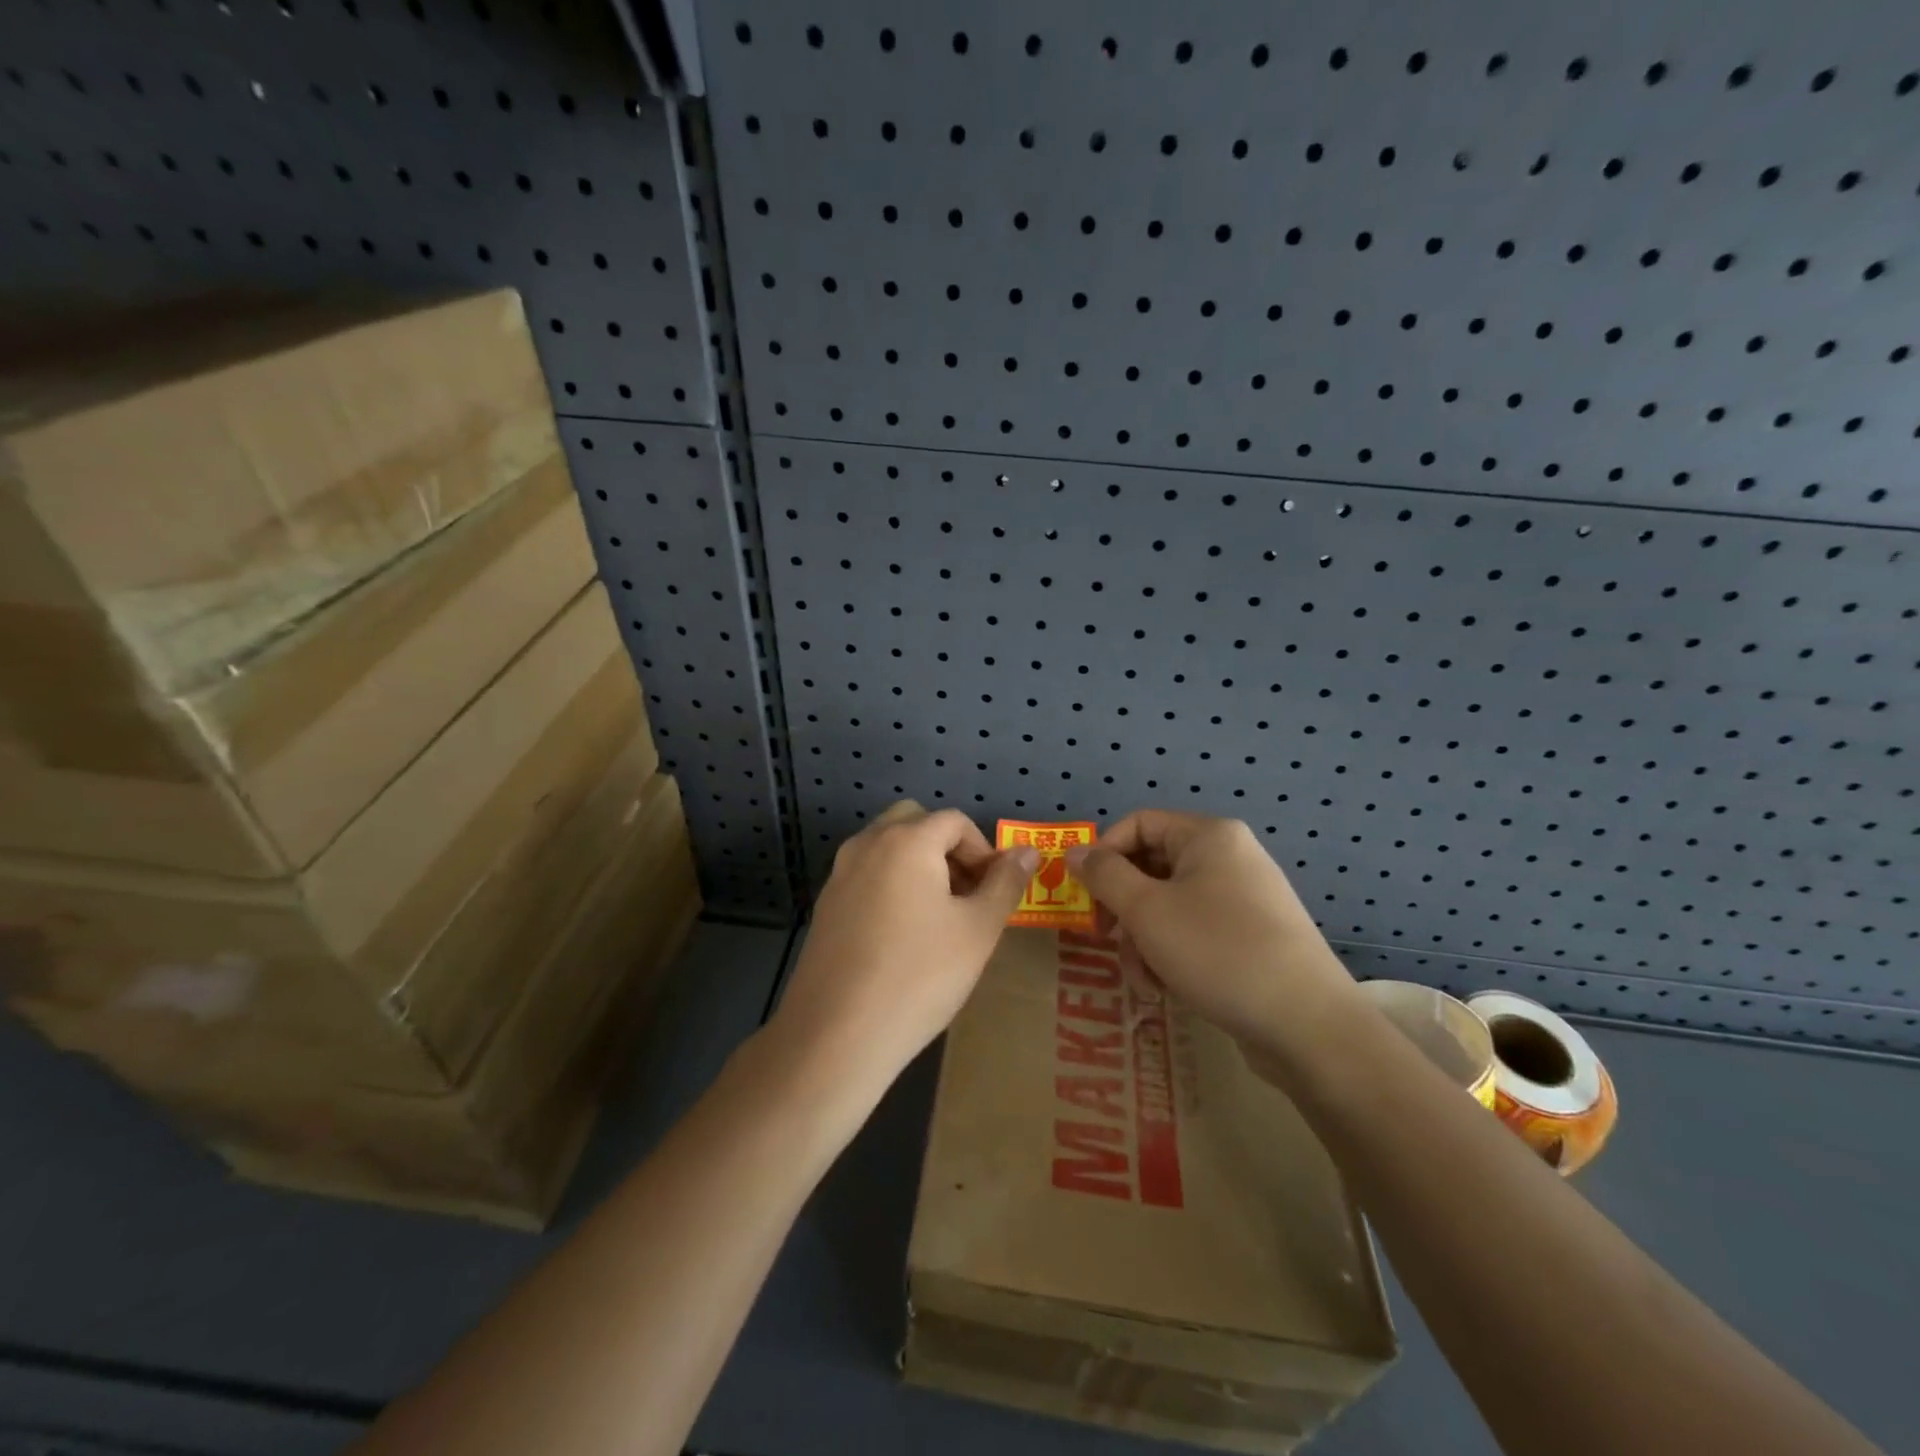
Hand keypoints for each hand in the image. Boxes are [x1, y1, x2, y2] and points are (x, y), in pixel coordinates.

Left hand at [766, 803, 1034, 1111]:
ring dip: (919, 865)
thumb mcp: (978, 930)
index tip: (994, 892)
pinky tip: (902, 937)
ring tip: (938, 918)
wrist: (837, 1034)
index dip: (984, 850)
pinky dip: (891, 885)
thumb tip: (1027, 851)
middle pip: (915, 822)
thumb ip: (1005, 883)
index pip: (955, 821)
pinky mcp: (825, 904)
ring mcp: (839, 873)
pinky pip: (867, 875)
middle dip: (947, 848)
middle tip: (966, 895)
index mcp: (907, 840)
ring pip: (887, 847)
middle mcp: (868, 844)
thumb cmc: (920, 976)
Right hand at [1067, 811, 1360, 1075]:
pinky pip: (1196, 930)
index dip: (1103, 854)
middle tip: (1105, 939)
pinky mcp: (1253, 936)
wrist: (1307, 1024)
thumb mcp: (1147, 911)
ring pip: (1170, 905)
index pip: (1137, 824)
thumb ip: (1104, 876)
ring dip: (1144, 939)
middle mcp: (1230, 857)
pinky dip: (1173, 954)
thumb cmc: (1218, 951)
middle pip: (1152, 867)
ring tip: (1145, 979)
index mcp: (1209, 836)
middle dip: (1124, 907)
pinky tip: (1168, 989)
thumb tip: (1074, 853)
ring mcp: (1245, 898)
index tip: (1084, 896)